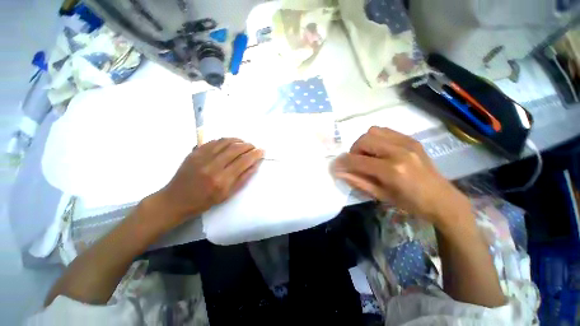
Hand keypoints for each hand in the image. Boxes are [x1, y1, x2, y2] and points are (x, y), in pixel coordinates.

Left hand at [154, 138, 263, 226]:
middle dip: (249, 145)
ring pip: (225, 141)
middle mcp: (212, 166)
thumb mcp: (228, 194)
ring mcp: (202, 157)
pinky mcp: (194, 152)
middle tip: (254, 147)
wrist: (176, 200)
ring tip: (244, 143)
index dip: (255, 154)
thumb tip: (255, 164)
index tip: (262, 151)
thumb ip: (243, 178)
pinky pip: (214, 141)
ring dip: (238, 140)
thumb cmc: (204, 201)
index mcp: (222, 180)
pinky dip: (225, 139)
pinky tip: (230, 142)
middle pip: (236, 148)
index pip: (244, 161)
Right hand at [332, 127, 470, 226]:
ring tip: (368, 155)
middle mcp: (399, 151)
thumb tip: (339, 172)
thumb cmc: (410, 203)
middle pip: (363, 141)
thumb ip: (357, 181)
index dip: (342, 163)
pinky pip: (384, 131)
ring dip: (364, 143)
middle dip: (353, 151)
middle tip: (356, 162)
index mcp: (392, 170)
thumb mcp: (380, 196)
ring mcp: (407, 142)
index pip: (357, 160)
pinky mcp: (411, 139)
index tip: (335, 166)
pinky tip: (379, 151)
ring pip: (372, 132)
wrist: (442, 198)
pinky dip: (375, 139)